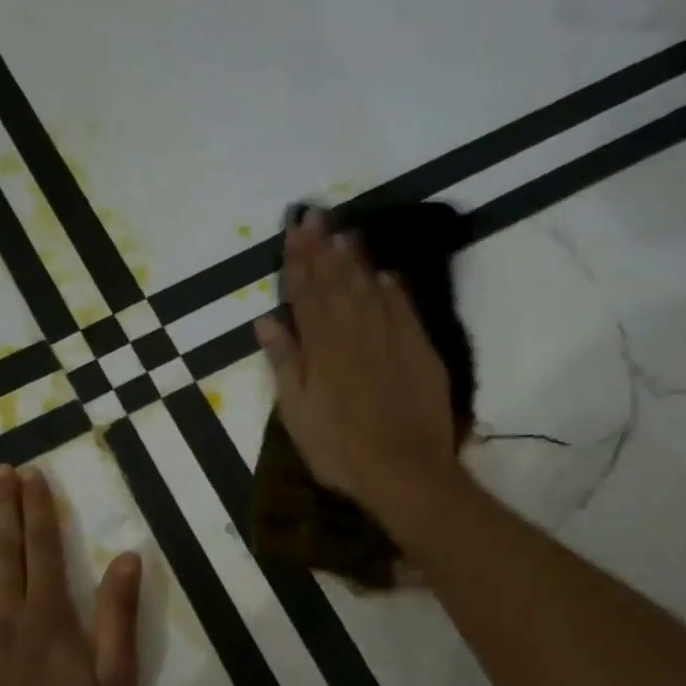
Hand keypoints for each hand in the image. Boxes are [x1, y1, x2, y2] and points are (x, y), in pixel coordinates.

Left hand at [0, 466, 143, 685]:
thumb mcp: (117, 684)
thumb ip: (118, 618)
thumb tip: (126, 556)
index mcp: (49, 621)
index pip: (42, 549)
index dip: (37, 509)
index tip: (31, 476)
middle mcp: (3, 621)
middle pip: (4, 553)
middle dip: (4, 508)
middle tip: (0, 471)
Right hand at [254, 211, 463, 527]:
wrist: (404, 470)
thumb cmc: (340, 449)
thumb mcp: (298, 413)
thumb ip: (285, 363)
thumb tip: (267, 320)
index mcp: (321, 347)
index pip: (306, 293)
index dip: (298, 260)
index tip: (293, 230)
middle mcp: (355, 331)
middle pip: (337, 281)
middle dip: (324, 247)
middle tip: (315, 215)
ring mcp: (391, 337)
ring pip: (369, 287)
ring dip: (355, 258)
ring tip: (344, 232)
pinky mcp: (419, 349)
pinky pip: (403, 307)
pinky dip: (391, 288)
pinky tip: (384, 273)